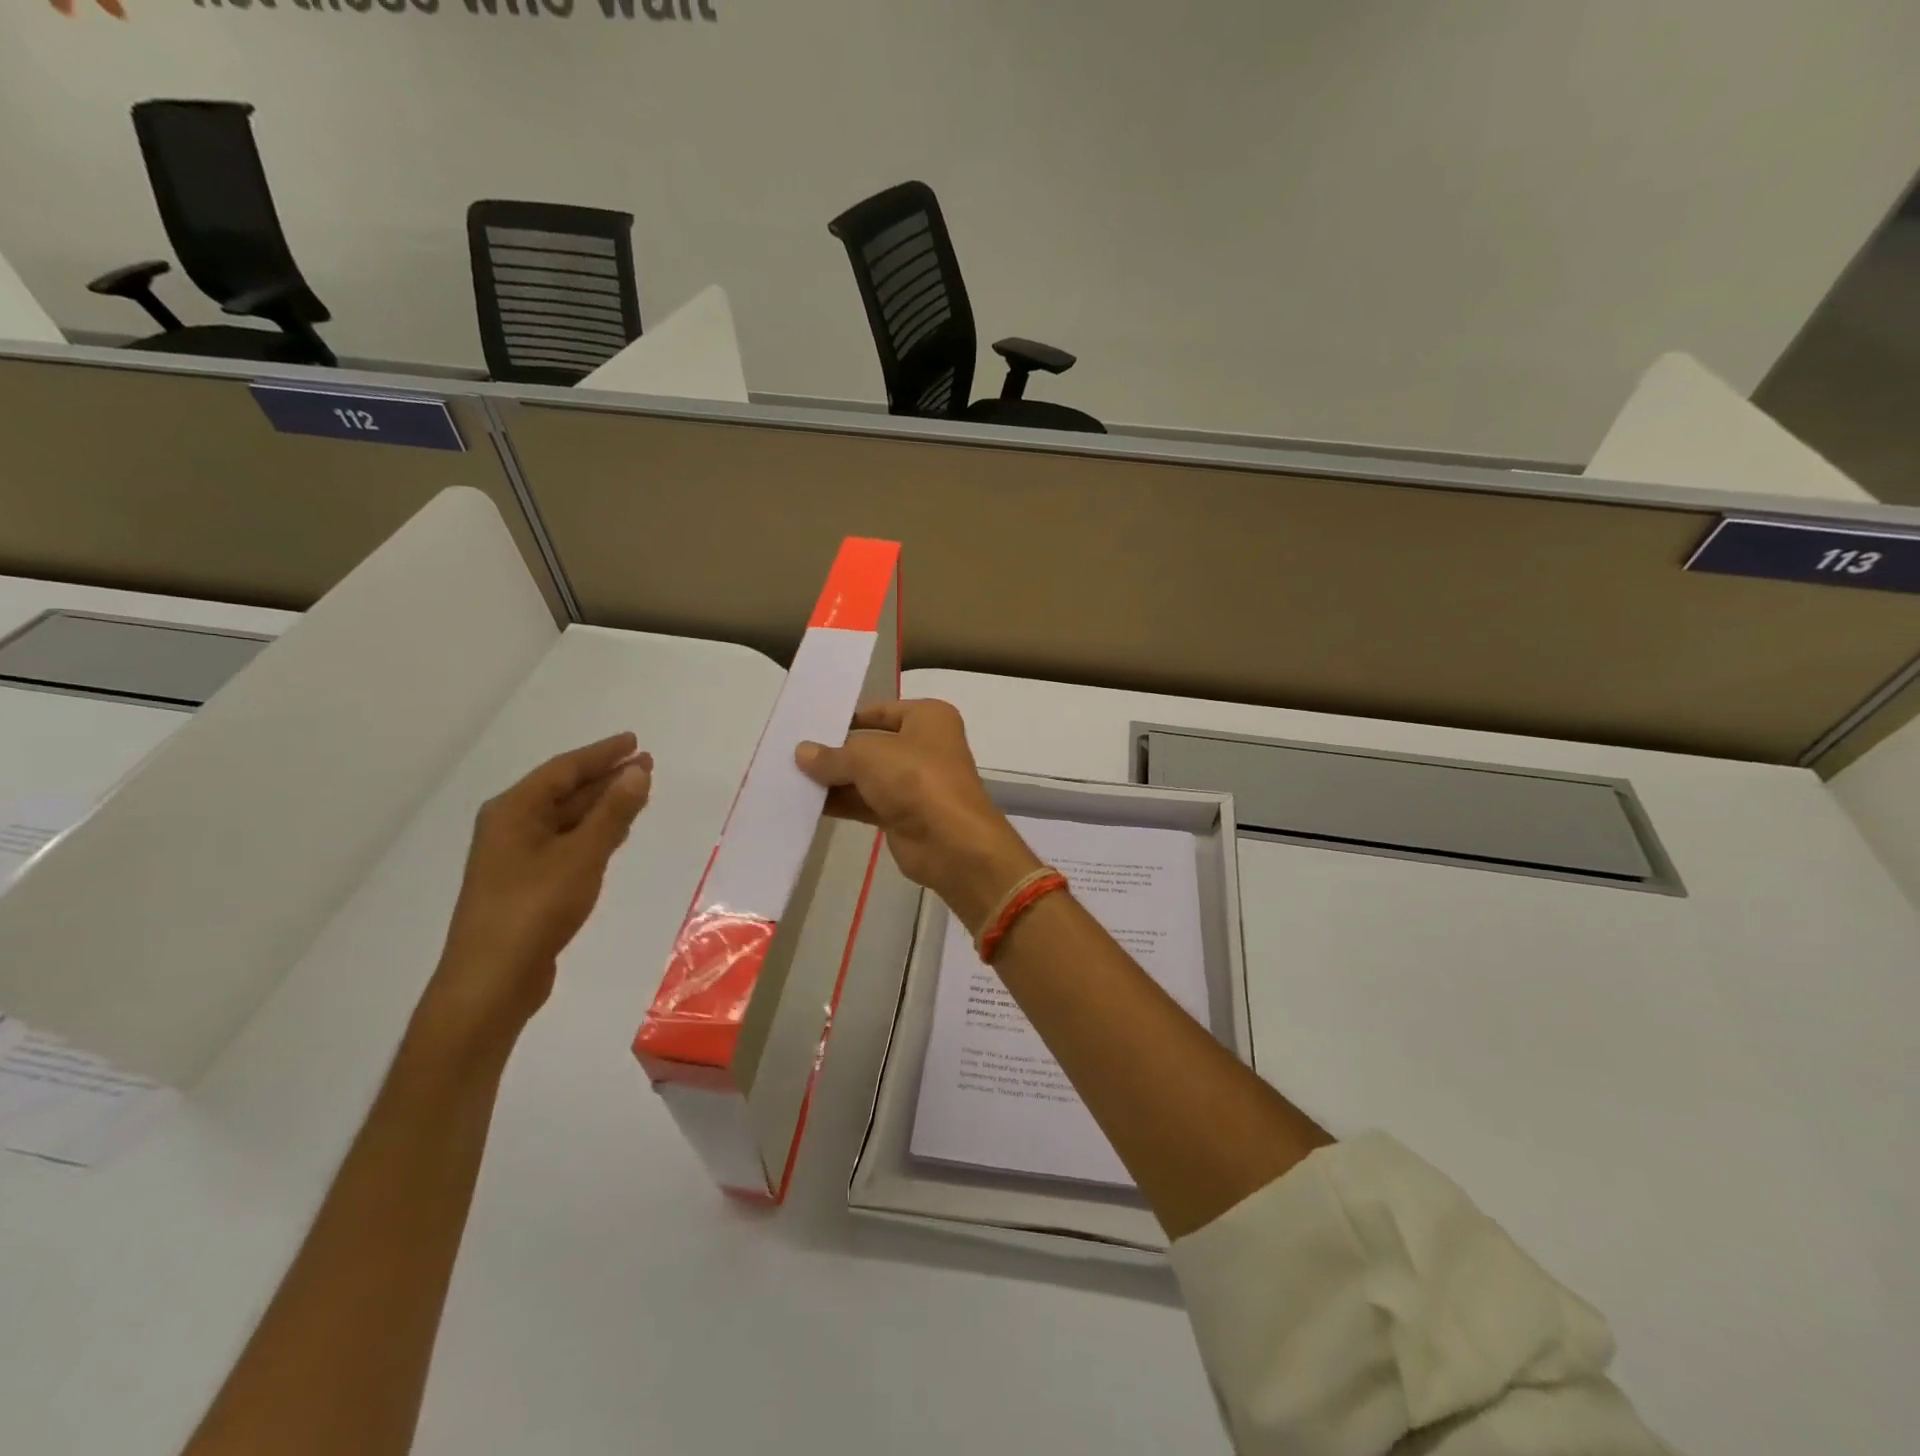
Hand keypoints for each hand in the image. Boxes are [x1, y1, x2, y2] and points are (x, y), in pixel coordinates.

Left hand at [427, 733, 652, 1044]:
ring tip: (638, 793)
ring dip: (602, 805)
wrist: (492, 980)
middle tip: (645, 765)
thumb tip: (638, 771)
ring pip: (567, 819)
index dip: (602, 754)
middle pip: (564, 791)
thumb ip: (613, 812)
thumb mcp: (582, 855)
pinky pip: (566, 843)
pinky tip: (615, 834)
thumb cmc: (535, 909)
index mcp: (514, 811)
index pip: (564, 769)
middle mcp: (511, 826)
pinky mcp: (527, 884)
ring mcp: (517, 857)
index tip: (634, 741)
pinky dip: (593, 833)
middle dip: (605, 778)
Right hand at [796, 700, 1038, 931]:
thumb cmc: (915, 779)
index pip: (879, 711)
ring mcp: (915, 782)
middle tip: (790, 753)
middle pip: (871, 744)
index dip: (846, 718)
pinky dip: (841, 802)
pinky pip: (866, 802)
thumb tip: (802, 753)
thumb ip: (833, 755)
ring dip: (834, 779)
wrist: (951, 842)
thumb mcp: (867, 756)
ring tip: (790, 777)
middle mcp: (924, 745)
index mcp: (928, 717)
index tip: (808, 725)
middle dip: (836, 751)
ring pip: (867, 775)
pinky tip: (807, 803)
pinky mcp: (903, 814)